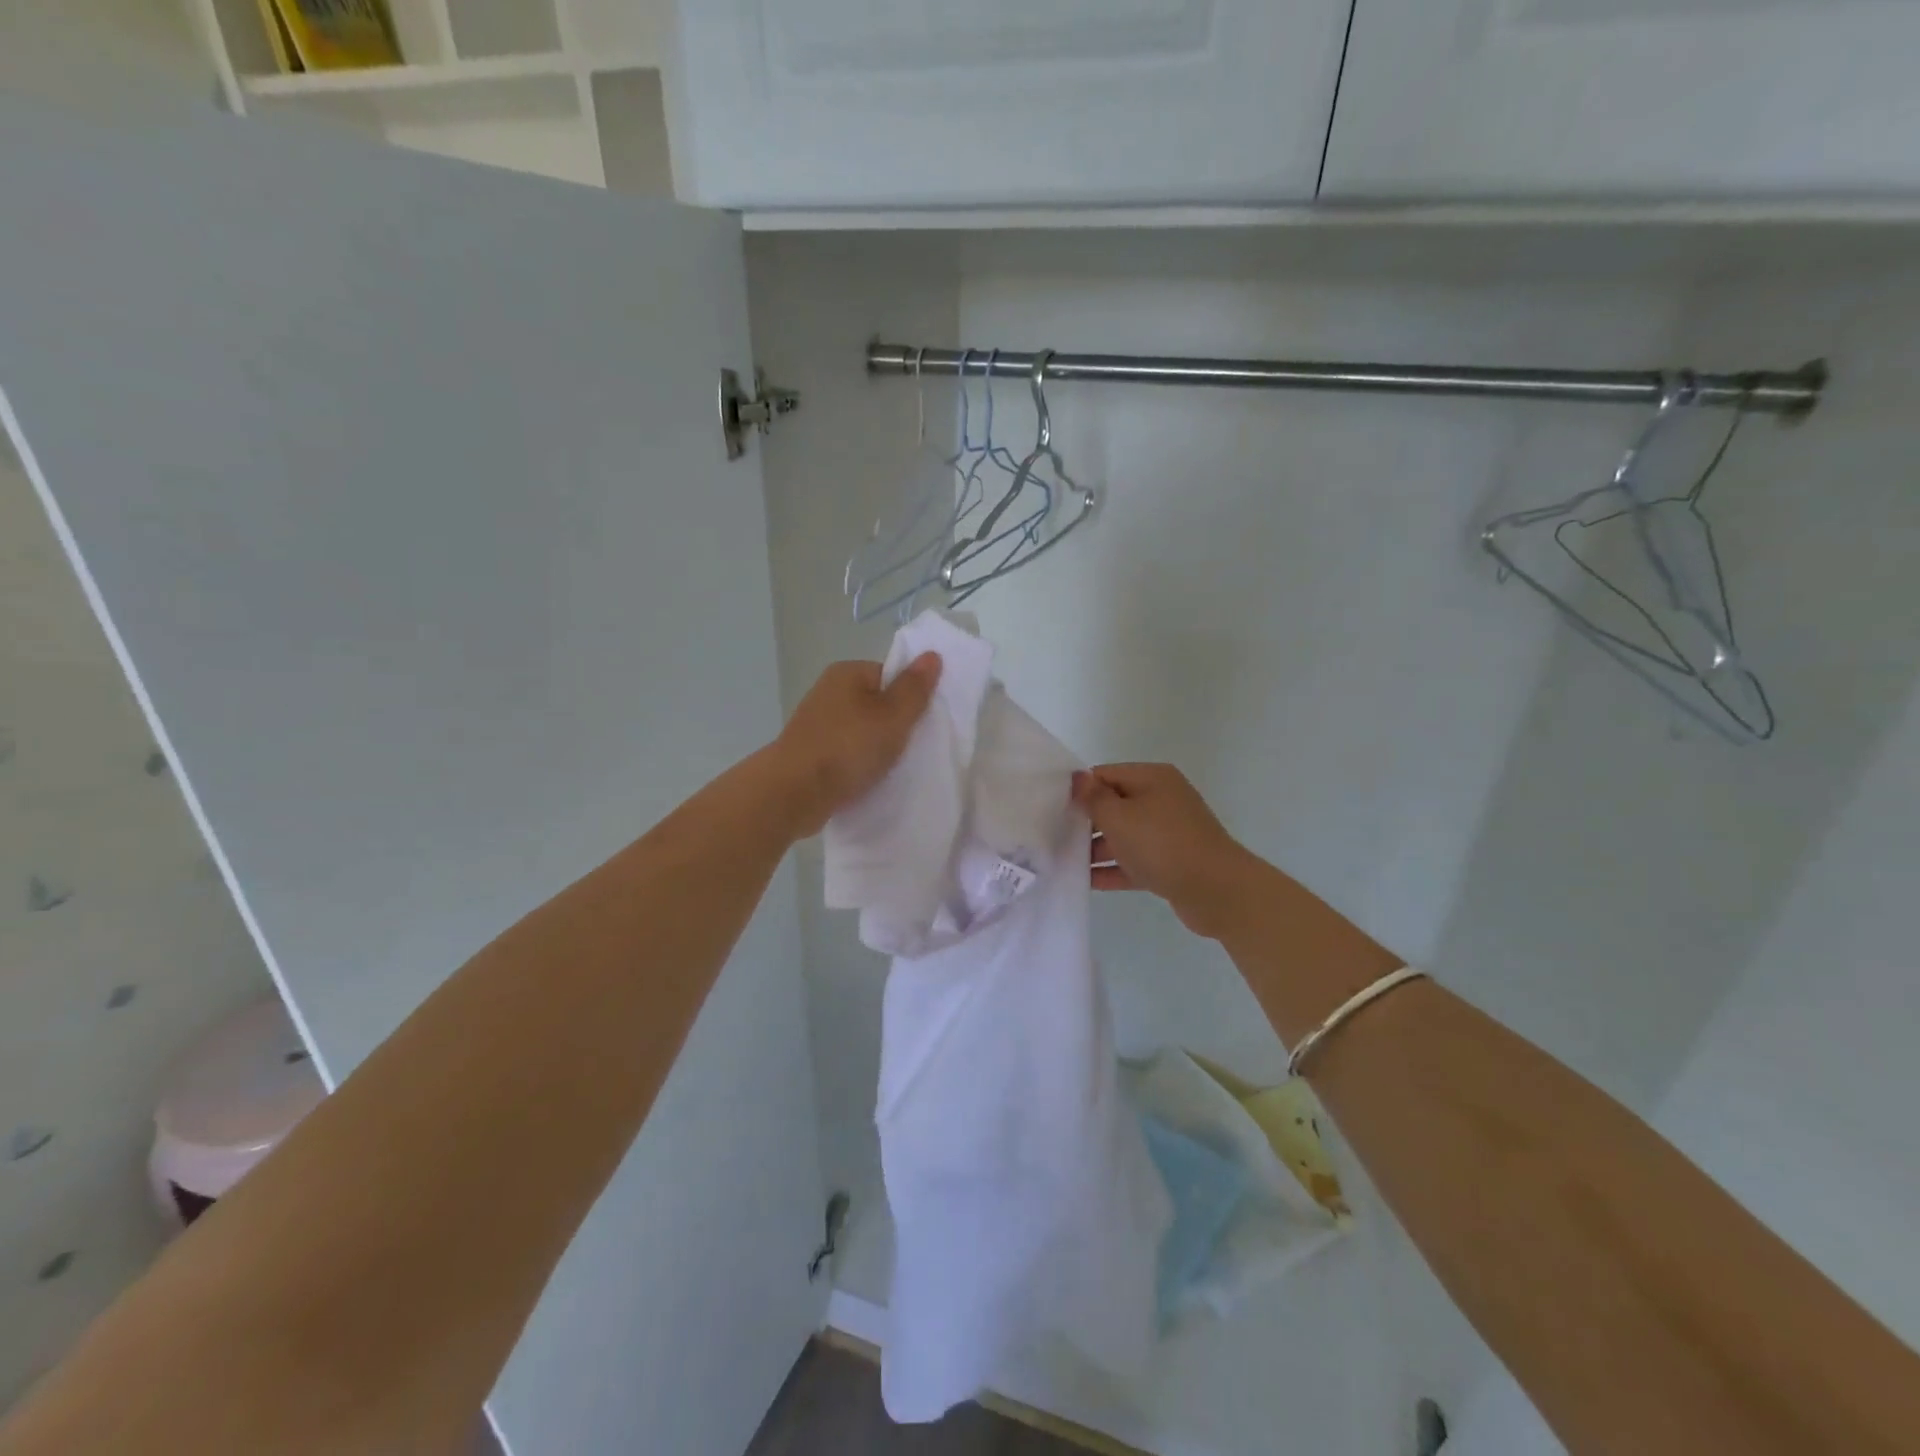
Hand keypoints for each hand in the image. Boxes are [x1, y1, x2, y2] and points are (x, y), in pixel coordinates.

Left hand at [771, 655, 941, 836]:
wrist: (793, 793)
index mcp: (847, 673)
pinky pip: (846, 753)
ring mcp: (817, 724)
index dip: (909, 698)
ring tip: (890, 768)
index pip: (890, 675)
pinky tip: (868, 780)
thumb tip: (932, 655)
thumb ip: (915, 688)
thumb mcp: (893, 717)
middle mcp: (828, 692)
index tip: (920, 724)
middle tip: (910, 748)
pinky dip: (859, 764)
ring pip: (862, 731)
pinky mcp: (811, 753)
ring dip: (876, 748)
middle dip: (894, 726)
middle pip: (876, 704)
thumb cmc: (847, 748)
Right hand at [1071, 763, 1265, 939]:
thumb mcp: (1119, 817)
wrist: (1216, 890)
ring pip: (1124, 835)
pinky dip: (1114, 869)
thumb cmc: (1162, 844)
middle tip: (1054, 836)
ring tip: (1064, 862)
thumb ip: (1093, 798)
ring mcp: (1169, 832)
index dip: (1080, 790)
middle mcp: (1162, 799)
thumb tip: (1078, 778)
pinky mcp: (1172, 862)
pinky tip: (1087, 882)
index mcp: (1152, 778)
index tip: (1053, 808)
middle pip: (1115, 805)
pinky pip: (1136, 860)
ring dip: (1097, 848)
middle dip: (1086, 821)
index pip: (1106, 774)